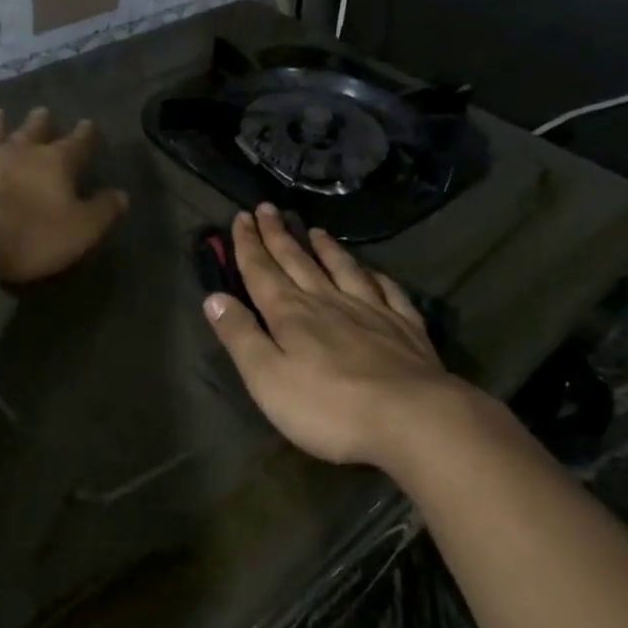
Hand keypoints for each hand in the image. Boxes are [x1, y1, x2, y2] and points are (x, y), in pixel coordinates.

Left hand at [0, 106, 129, 283]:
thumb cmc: (29, 235)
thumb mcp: (80, 230)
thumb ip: (102, 211)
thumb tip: (121, 195)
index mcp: (54, 163)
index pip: (76, 144)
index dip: (85, 135)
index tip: (88, 124)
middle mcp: (17, 153)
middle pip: (32, 131)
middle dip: (40, 122)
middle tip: (42, 111)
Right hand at [202, 204, 467, 466]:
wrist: (413, 418)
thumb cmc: (329, 406)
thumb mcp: (267, 378)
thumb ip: (240, 336)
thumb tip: (214, 297)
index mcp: (291, 314)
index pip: (262, 272)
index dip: (248, 245)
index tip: (240, 216)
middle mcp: (328, 302)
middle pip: (298, 262)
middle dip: (278, 235)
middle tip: (267, 208)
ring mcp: (371, 311)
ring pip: (342, 269)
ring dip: (326, 249)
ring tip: (315, 230)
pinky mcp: (405, 328)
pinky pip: (388, 291)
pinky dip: (376, 276)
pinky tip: (373, 271)